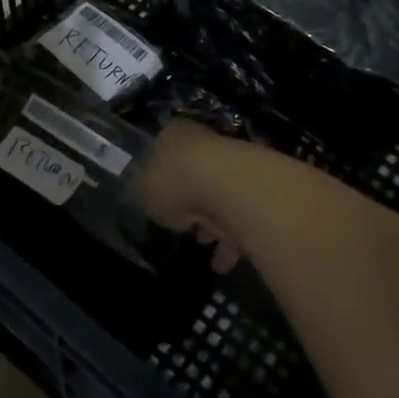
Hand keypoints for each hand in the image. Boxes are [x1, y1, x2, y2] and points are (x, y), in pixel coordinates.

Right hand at [139, 120, 245, 273]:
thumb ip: (147, 191)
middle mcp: (206, 143)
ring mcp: (233, 166)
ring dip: (212, 225)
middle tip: (183, 226)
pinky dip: (230, 241)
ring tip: (204, 248)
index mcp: (176, 134)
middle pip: (194, 174)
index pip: (164, 150)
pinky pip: (239, 218)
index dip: (160, 177)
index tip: (158, 200)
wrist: (229, 189)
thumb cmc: (176, 181)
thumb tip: (153, 195)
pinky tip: (222, 263)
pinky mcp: (255, 191)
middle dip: (190, 202)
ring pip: (219, 198)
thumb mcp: (143, 189)